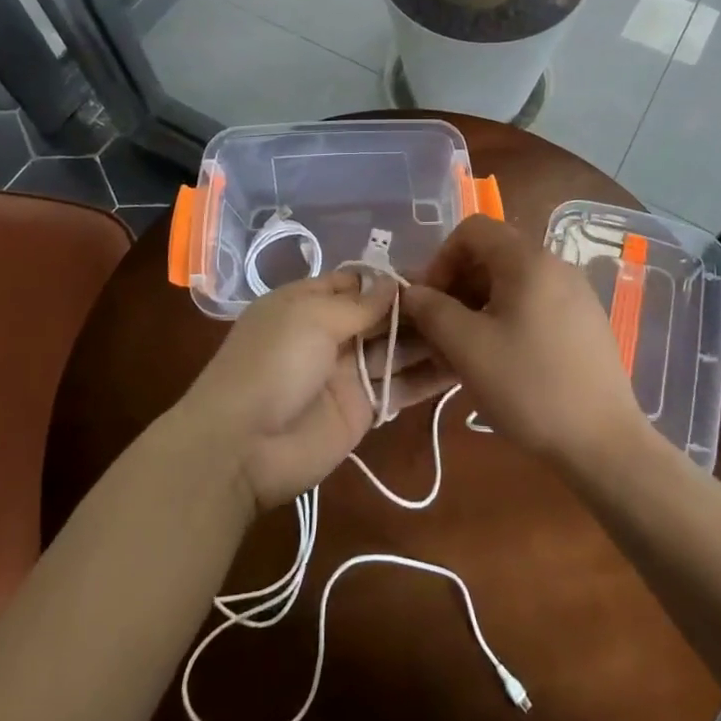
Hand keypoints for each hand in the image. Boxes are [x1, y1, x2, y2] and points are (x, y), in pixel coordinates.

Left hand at [176, 269, 456, 512]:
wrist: (243, 447)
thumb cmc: (272, 364)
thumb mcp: (310, 318)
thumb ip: (358, 303)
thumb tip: (392, 282)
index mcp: (309, 303)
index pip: (357, 282)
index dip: (391, 279)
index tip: (436, 273)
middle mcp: (332, 333)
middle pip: (382, 314)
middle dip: (419, 306)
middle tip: (468, 298)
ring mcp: (350, 371)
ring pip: (397, 347)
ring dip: (431, 338)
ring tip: (476, 326)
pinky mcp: (366, 407)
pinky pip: (402, 385)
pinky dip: (429, 376)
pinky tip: (466, 364)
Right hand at [401, 216, 647, 472]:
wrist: (604, 442)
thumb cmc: (529, 387)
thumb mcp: (468, 348)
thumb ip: (432, 311)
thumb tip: (412, 292)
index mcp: (528, 260)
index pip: (472, 229)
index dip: (441, 258)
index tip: (429, 301)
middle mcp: (555, 264)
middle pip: (492, 254)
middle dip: (458, 286)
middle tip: (441, 331)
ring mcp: (575, 293)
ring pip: (512, 282)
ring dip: (479, 306)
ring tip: (465, 352)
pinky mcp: (585, 321)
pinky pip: (534, 303)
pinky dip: (507, 318)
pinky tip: (500, 361)